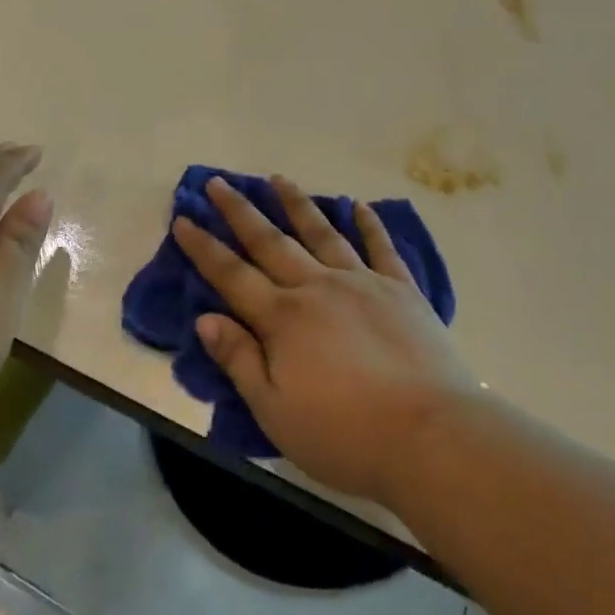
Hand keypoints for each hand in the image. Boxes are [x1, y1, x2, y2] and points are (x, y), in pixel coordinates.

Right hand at [173, 174, 475, 504]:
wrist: (431, 435)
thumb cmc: (346, 435)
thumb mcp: (276, 411)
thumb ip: (239, 361)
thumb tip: (205, 319)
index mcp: (283, 318)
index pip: (232, 275)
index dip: (204, 247)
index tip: (184, 218)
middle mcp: (318, 287)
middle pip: (271, 242)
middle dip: (240, 211)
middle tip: (219, 182)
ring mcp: (362, 282)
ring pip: (321, 233)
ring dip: (296, 204)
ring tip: (278, 178)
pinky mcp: (401, 289)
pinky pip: (381, 247)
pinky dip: (369, 224)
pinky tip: (358, 205)